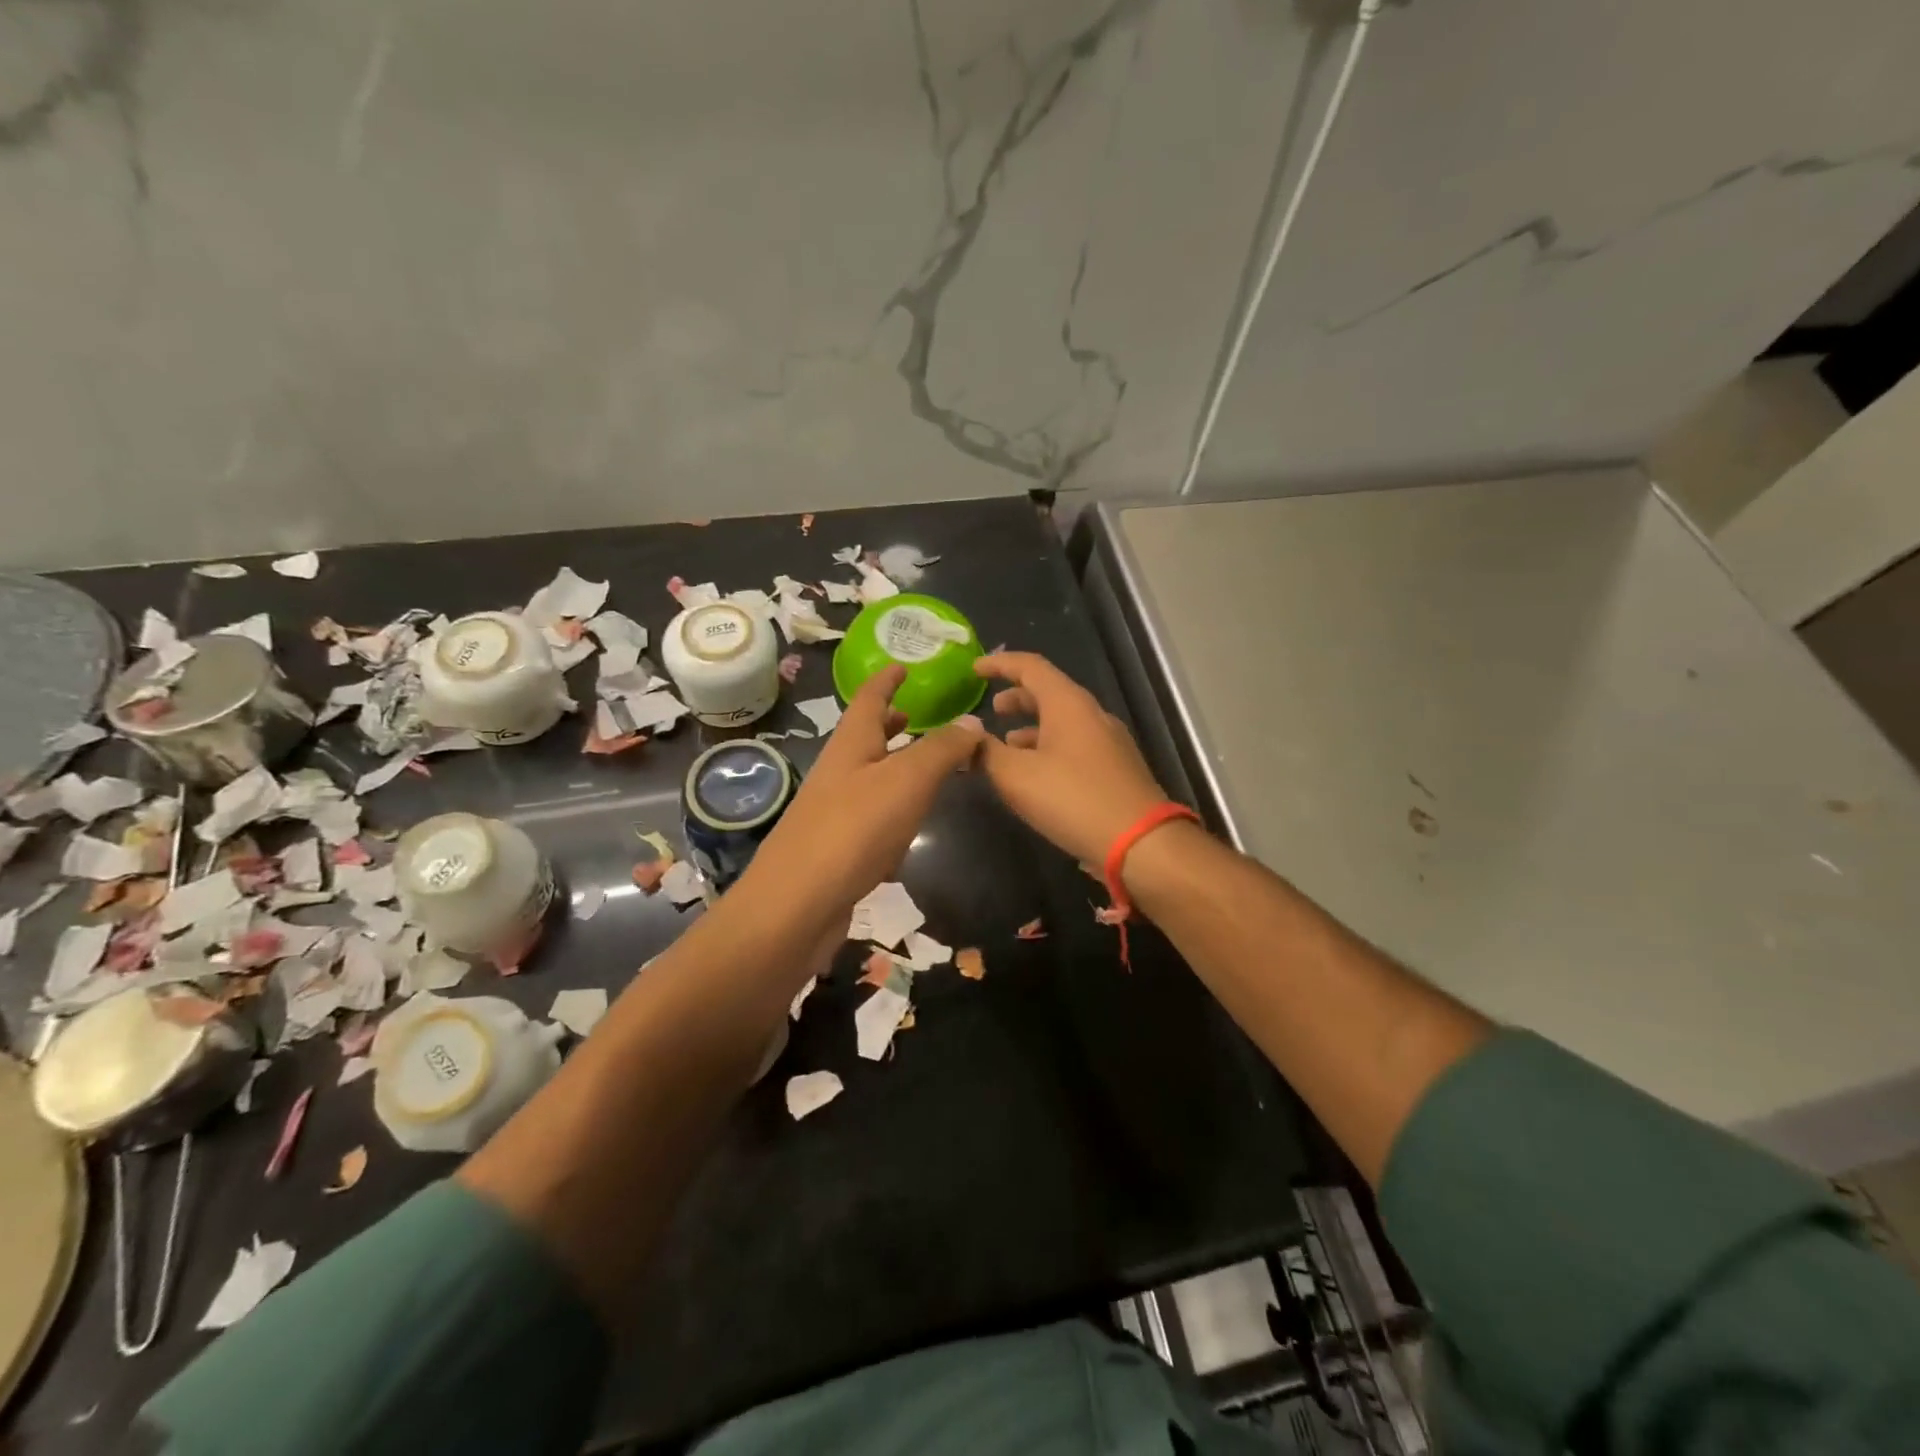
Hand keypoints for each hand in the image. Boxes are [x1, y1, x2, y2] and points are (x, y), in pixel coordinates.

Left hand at [739, 665, 982, 929]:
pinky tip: (908, 830)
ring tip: (924, 766)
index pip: (869, 699)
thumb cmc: (852, 831)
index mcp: (850, 745)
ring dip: (893, 766)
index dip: (887, 680)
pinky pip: (870, 819)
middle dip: (889, 722)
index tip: (902, 665)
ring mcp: (834, 813)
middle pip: (864, 737)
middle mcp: (838, 773)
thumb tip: (972, 723)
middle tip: (916, 712)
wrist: (795, 908)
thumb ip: (941, 750)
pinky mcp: (838, 850)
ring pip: (869, 778)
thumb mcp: (906, 781)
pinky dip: (892, 812)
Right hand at [974, 652, 1168, 867]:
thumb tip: (968, 735)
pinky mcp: (1115, 769)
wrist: (1141, 843)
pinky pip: (1074, 746)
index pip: (1030, 666)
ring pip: (1062, 722)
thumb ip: (986, 752)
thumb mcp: (1016, 777)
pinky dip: (1048, 750)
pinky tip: (1036, 777)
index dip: (999, 664)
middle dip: (1017, 698)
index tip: (974, 670)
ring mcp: (1108, 742)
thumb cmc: (1073, 799)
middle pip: (1049, 693)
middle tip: (992, 711)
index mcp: (1068, 704)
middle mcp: (1092, 715)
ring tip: (1007, 747)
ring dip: (1032, 729)